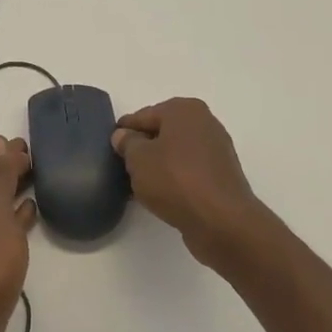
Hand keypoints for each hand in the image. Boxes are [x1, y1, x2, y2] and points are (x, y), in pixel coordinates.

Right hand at [112, 99, 266, 273]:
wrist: (221, 221)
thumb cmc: (175, 180)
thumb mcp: (138, 159)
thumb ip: (127, 143)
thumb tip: (124, 135)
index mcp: (184, 110)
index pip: (143, 116)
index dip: (124, 132)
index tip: (109, 147)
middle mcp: (204, 123)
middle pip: (161, 132)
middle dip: (142, 148)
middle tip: (122, 166)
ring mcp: (216, 150)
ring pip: (175, 153)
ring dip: (158, 165)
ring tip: (138, 185)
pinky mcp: (221, 176)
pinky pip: (189, 171)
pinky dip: (174, 179)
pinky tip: (161, 195)